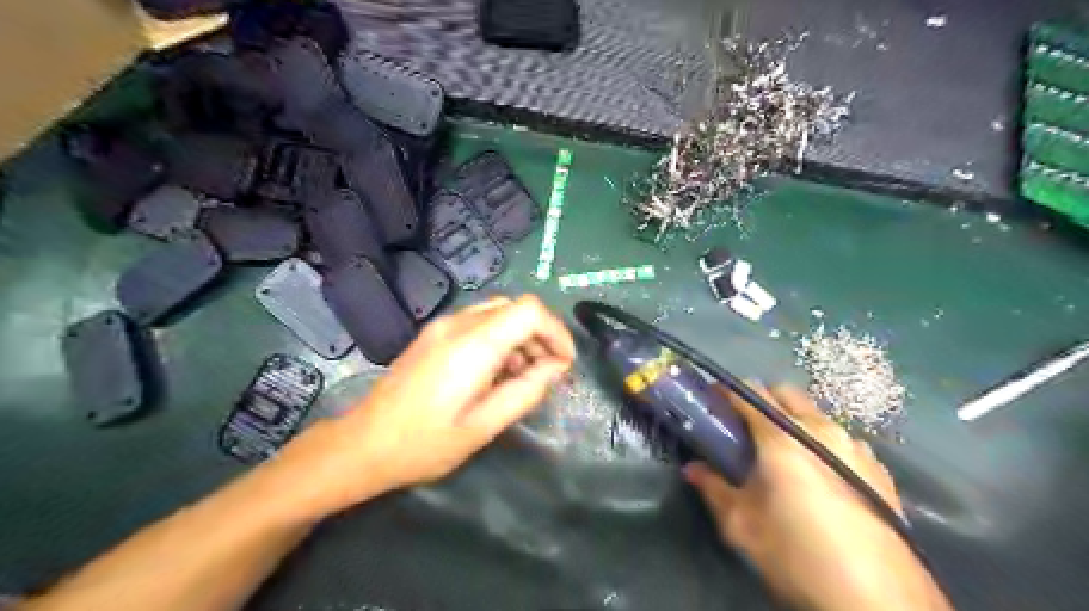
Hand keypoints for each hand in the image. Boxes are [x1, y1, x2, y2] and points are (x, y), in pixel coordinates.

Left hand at [273, 296, 573, 514]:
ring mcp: (442, 326)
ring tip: (523, 377)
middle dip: (540, 336)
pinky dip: (500, 340)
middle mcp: (457, 324)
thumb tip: (557, 367)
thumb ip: (526, 391)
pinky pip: (479, 323)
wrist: (362, 444)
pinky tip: (495, 373)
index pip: (529, 310)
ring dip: (521, 338)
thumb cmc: (425, 443)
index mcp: (472, 345)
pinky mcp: (434, 334)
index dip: (556, 332)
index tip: (563, 364)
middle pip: (516, 307)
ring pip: (498, 313)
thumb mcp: (484, 426)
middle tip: (547, 373)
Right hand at [684, 387, 949, 610]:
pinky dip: (823, 444)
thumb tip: (693, 469)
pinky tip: (821, 478)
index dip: (726, 392)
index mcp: (784, 437)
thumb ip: (714, 489)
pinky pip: (842, 439)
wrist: (882, 601)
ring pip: (816, 415)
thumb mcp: (743, 526)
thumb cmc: (799, 554)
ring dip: (794, 422)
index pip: (749, 392)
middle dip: (761, 401)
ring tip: (783, 457)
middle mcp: (822, 429)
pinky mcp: (880, 469)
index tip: (712, 402)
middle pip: (785, 393)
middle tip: (745, 430)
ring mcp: (855, 446)